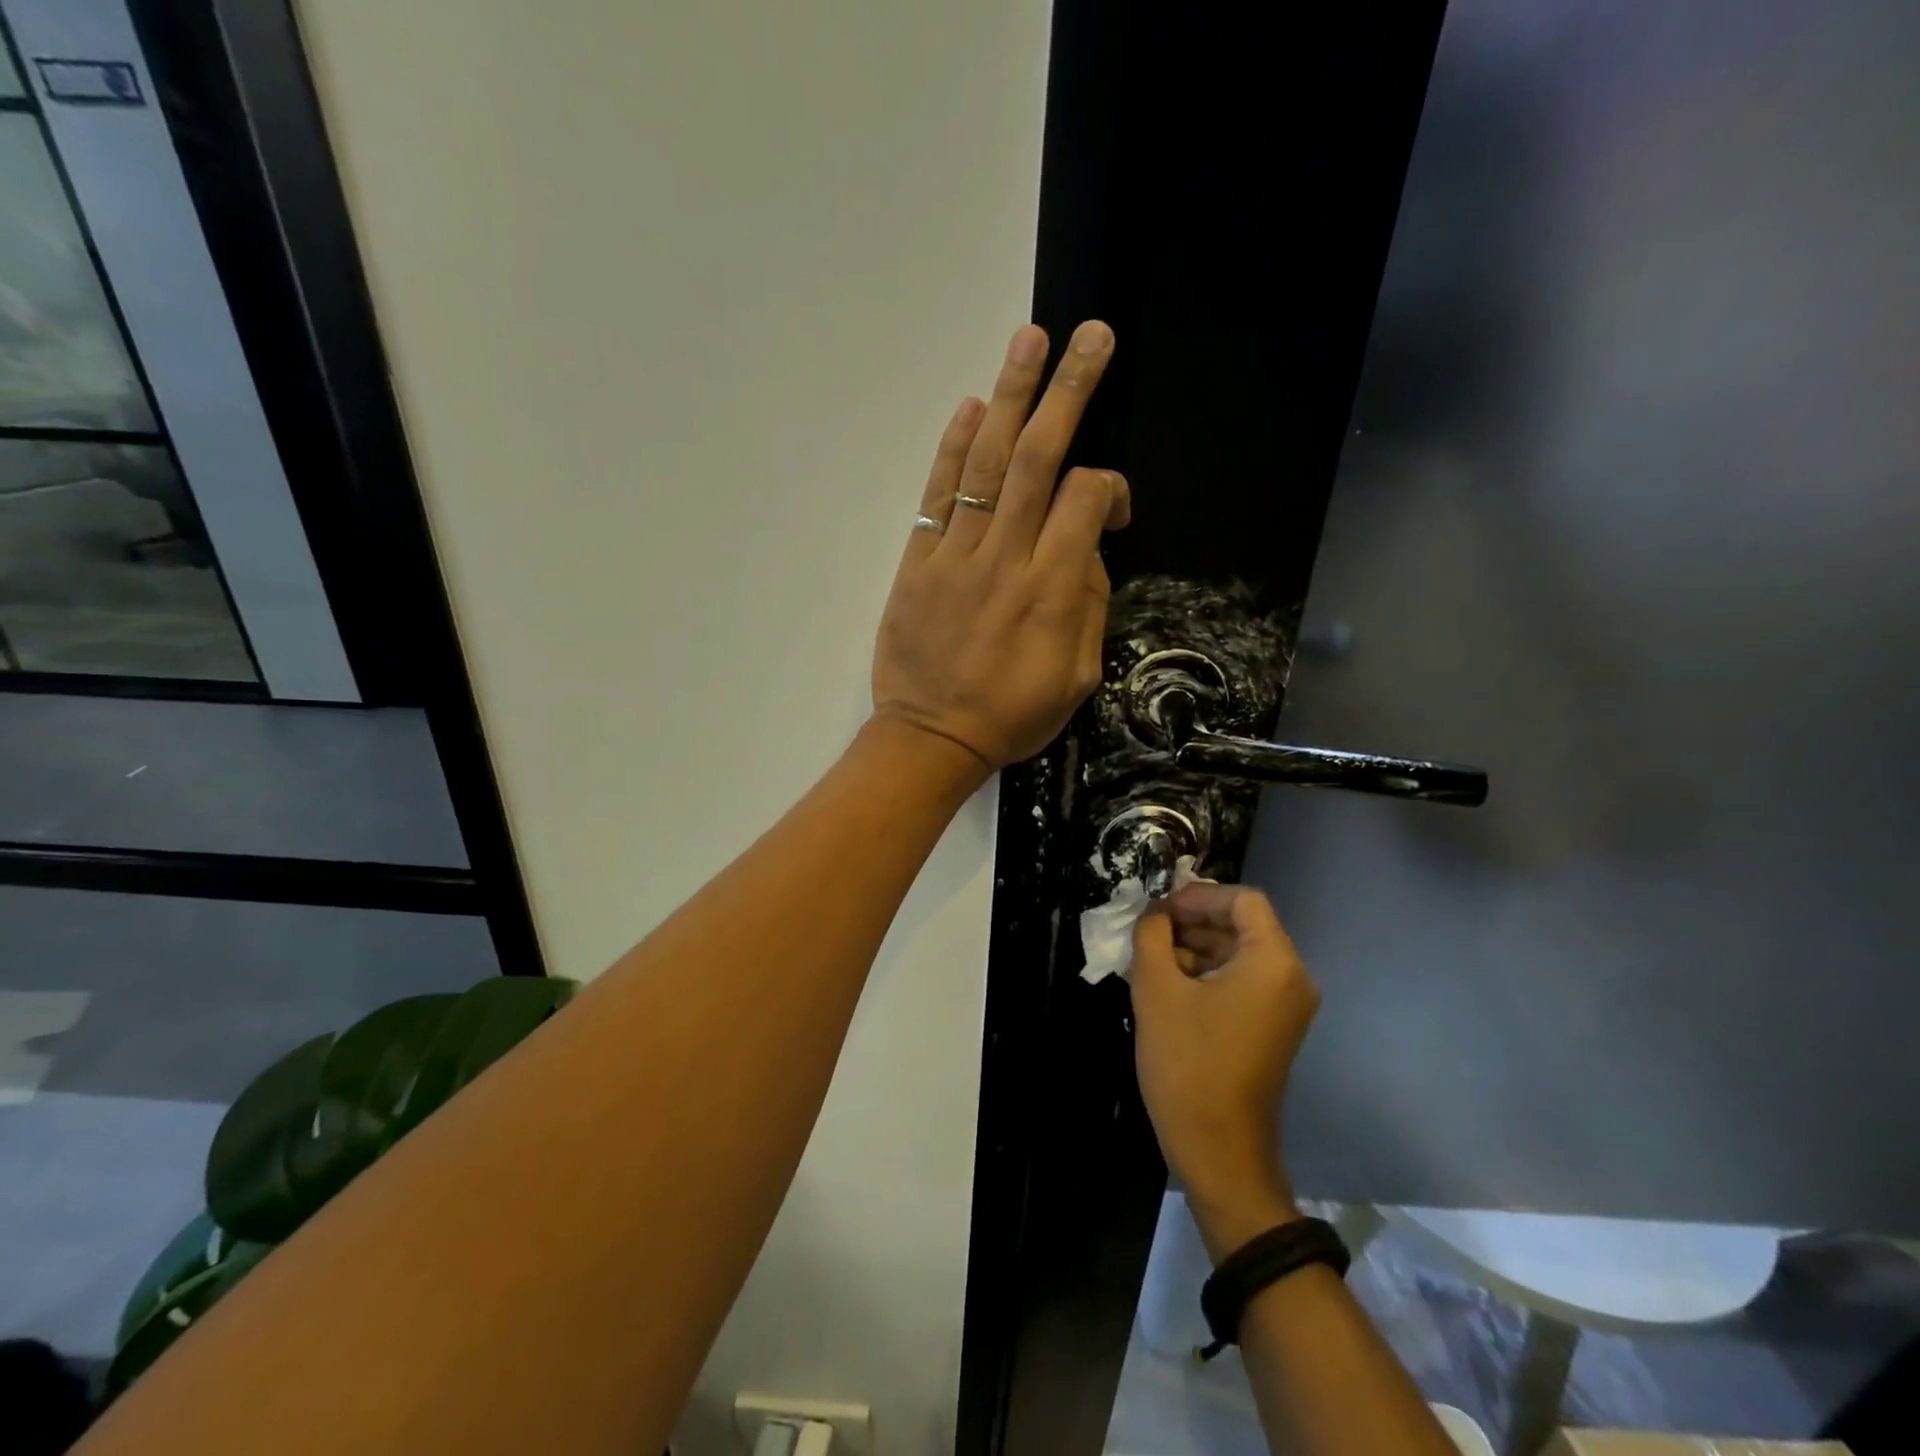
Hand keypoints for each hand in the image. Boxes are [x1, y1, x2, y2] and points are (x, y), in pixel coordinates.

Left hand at [872, 321, 1129, 771]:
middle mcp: (1005, 559)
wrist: (932, 738)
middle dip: (1068, 391)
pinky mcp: (917, 563)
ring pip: (986, 465)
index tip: (1111, 508)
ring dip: (1010, 397)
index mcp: (1051, 590)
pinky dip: (953, 450)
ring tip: (1029, 339)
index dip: (1107, 486)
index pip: (1084, 500)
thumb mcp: (1076, 678)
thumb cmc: (1011, 716)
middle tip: (1090, 336)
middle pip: (1039, 459)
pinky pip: (937, 496)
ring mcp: (955, 556)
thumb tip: (1084, 552)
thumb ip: (1088, 607)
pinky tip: (971, 407)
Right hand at [1131, 883, 1319, 1260]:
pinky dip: (1206, 974)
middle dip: (1192, 921)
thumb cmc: (1188, 1063)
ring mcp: (1285, 1006)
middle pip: (1242, 925)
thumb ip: (1152, 934)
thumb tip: (1154, 913)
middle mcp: (1291, 978)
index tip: (1158, 910)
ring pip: (1238, 953)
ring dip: (1194, 947)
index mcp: (1274, 962)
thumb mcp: (1157, 988)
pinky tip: (1167, 985)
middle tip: (1147, 932)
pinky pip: (1241, 981)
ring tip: (1150, 959)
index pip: (1242, 900)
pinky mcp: (1272, 1028)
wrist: (1219, 1151)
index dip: (1197, 895)